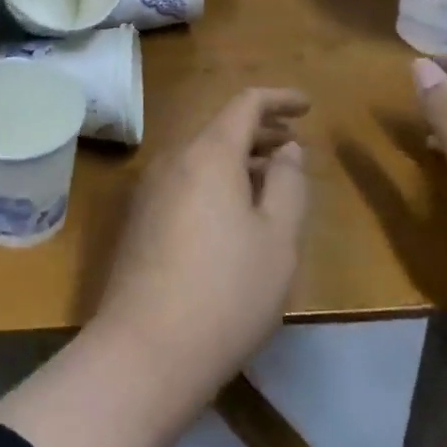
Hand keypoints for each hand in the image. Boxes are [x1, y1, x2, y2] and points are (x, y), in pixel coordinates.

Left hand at [93, 88, 310, 388]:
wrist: (147, 347)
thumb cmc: (227, 290)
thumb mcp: (277, 239)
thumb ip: (287, 184)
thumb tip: (286, 149)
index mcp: (207, 154)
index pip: (244, 105)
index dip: (278, 99)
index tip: (307, 106)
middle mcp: (171, 160)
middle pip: (219, 129)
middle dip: (260, 131)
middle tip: (295, 143)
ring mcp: (149, 190)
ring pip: (200, 157)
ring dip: (237, 158)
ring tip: (271, 176)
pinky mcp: (140, 219)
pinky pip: (184, 181)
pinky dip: (215, 180)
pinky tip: (234, 210)